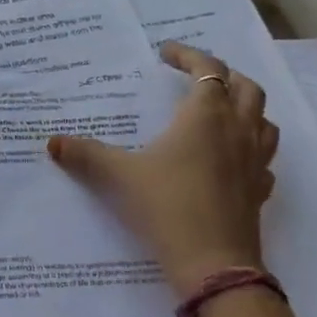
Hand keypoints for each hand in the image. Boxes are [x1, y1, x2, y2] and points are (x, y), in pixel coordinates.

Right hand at [47, 42, 278, 299]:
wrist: (213, 263)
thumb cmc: (167, 206)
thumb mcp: (119, 176)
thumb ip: (86, 155)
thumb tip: (53, 142)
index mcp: (206, 116)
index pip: (208, 69)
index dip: (188, 55)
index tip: (165, 53)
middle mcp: (237, 131)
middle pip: (246, 87)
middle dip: (223, 75)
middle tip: (195, 78)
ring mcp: (254, 161)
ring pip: (262, 120)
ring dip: (245, 107)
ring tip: (219, 112)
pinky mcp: (260, 190)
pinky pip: (263, 157)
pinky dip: (250, 147)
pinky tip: (231, 160)